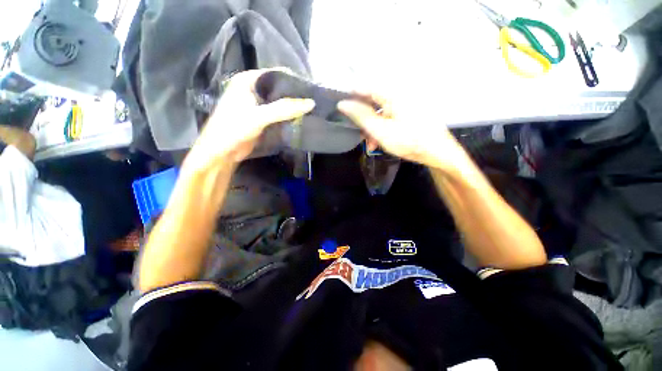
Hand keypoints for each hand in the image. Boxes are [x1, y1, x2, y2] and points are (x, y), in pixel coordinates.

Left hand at [183, 69, 314, 173]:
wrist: (222, 152)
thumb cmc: (234, 128)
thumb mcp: (259, 116)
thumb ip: (284, 109)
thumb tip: (311, 103)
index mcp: (248, 80)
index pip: (275, 73)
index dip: (293, 79)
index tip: (310, 88)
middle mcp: (253, 89)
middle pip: (278, 87)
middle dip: (295, 94)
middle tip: (313, 99)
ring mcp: (257, 104)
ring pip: (279, 101)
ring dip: (292, 106)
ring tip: (311, 108)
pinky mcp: (261, 117)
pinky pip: (278, 113)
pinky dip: (288, 115)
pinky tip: (301, 118)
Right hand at [337, 93, 468, 171]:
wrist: (438, 152)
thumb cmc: (409, 141)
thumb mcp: (381, 131)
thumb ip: (361, 116)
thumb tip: (342, 104)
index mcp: (393, 93)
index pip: (365, 86)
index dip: (350, 95)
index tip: (340, 107)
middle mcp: (399, 92)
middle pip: (372, 100)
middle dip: (363, 117)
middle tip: (358, 132)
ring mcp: (405, 102)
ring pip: (379, 110)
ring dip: (372, 126)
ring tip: (371, 143)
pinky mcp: (408, 111)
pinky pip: (389, 115)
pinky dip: (382, 126)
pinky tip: (380, 140)